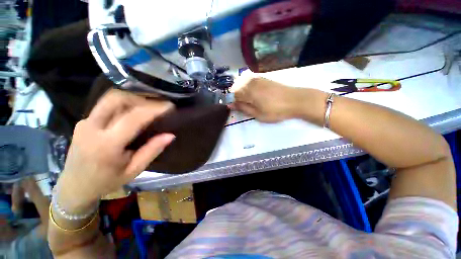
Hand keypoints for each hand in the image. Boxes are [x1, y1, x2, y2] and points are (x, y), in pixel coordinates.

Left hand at [56, 90, 174, 212]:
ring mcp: (85, 122)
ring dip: (133, 99)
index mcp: (106, 145)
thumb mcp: (134, 170)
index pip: (133, 118)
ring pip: (110, 99)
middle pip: (116, 99)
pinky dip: (124, 104)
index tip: (169, 106)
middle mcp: (92, 128)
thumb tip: (170, 135)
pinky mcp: (84, 121)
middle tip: (158, 103)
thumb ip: (152, 151)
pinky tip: (134, 112)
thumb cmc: (107, 181)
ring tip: (149, 106)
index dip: (153, 109)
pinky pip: (106, 106)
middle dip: (141, 97)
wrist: (74, 186)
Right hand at [230, 74, 307, 122]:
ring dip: (243, 92)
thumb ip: (243, 108)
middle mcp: (251, 83)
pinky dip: (249, 87)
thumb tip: (230, 105)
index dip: (234, 102)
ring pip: (244, 84)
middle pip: (237, 88)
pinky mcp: (264, 79)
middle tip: (246, 106)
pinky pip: (251, 81)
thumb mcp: (257, 114)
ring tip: (251, 101)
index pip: (234, 95)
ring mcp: (258, 79)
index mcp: (248, 92)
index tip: (238, 108)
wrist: (295, 100)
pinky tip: (255, 94)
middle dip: (238, 97)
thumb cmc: (275, 111)